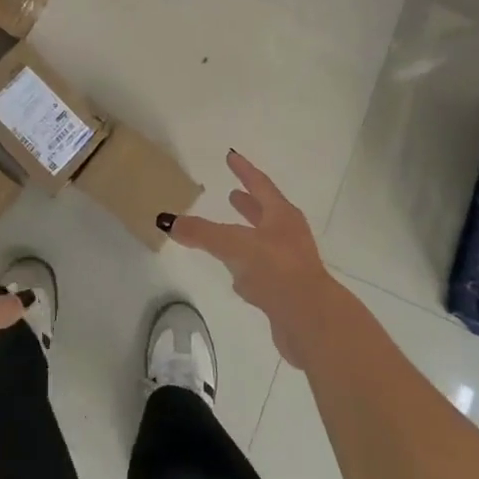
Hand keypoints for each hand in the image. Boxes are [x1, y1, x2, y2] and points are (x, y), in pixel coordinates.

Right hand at [166, 151, 343, 368]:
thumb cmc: (277, 270)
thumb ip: (202, 233)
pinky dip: (247, 269)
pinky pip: (262, 273)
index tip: (231, 155)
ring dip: (246, 236)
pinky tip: (235, 279)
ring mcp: (290, 265)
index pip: (259, 184)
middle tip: (231, 195)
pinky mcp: (286, 292)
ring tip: (227, 234)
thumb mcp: (234, 245)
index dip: (244, 170)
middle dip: (248, 204)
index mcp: (281, 216)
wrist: (311, 322)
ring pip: (263, 244)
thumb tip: (166, 220)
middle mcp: (289, 236)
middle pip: (265, 214)